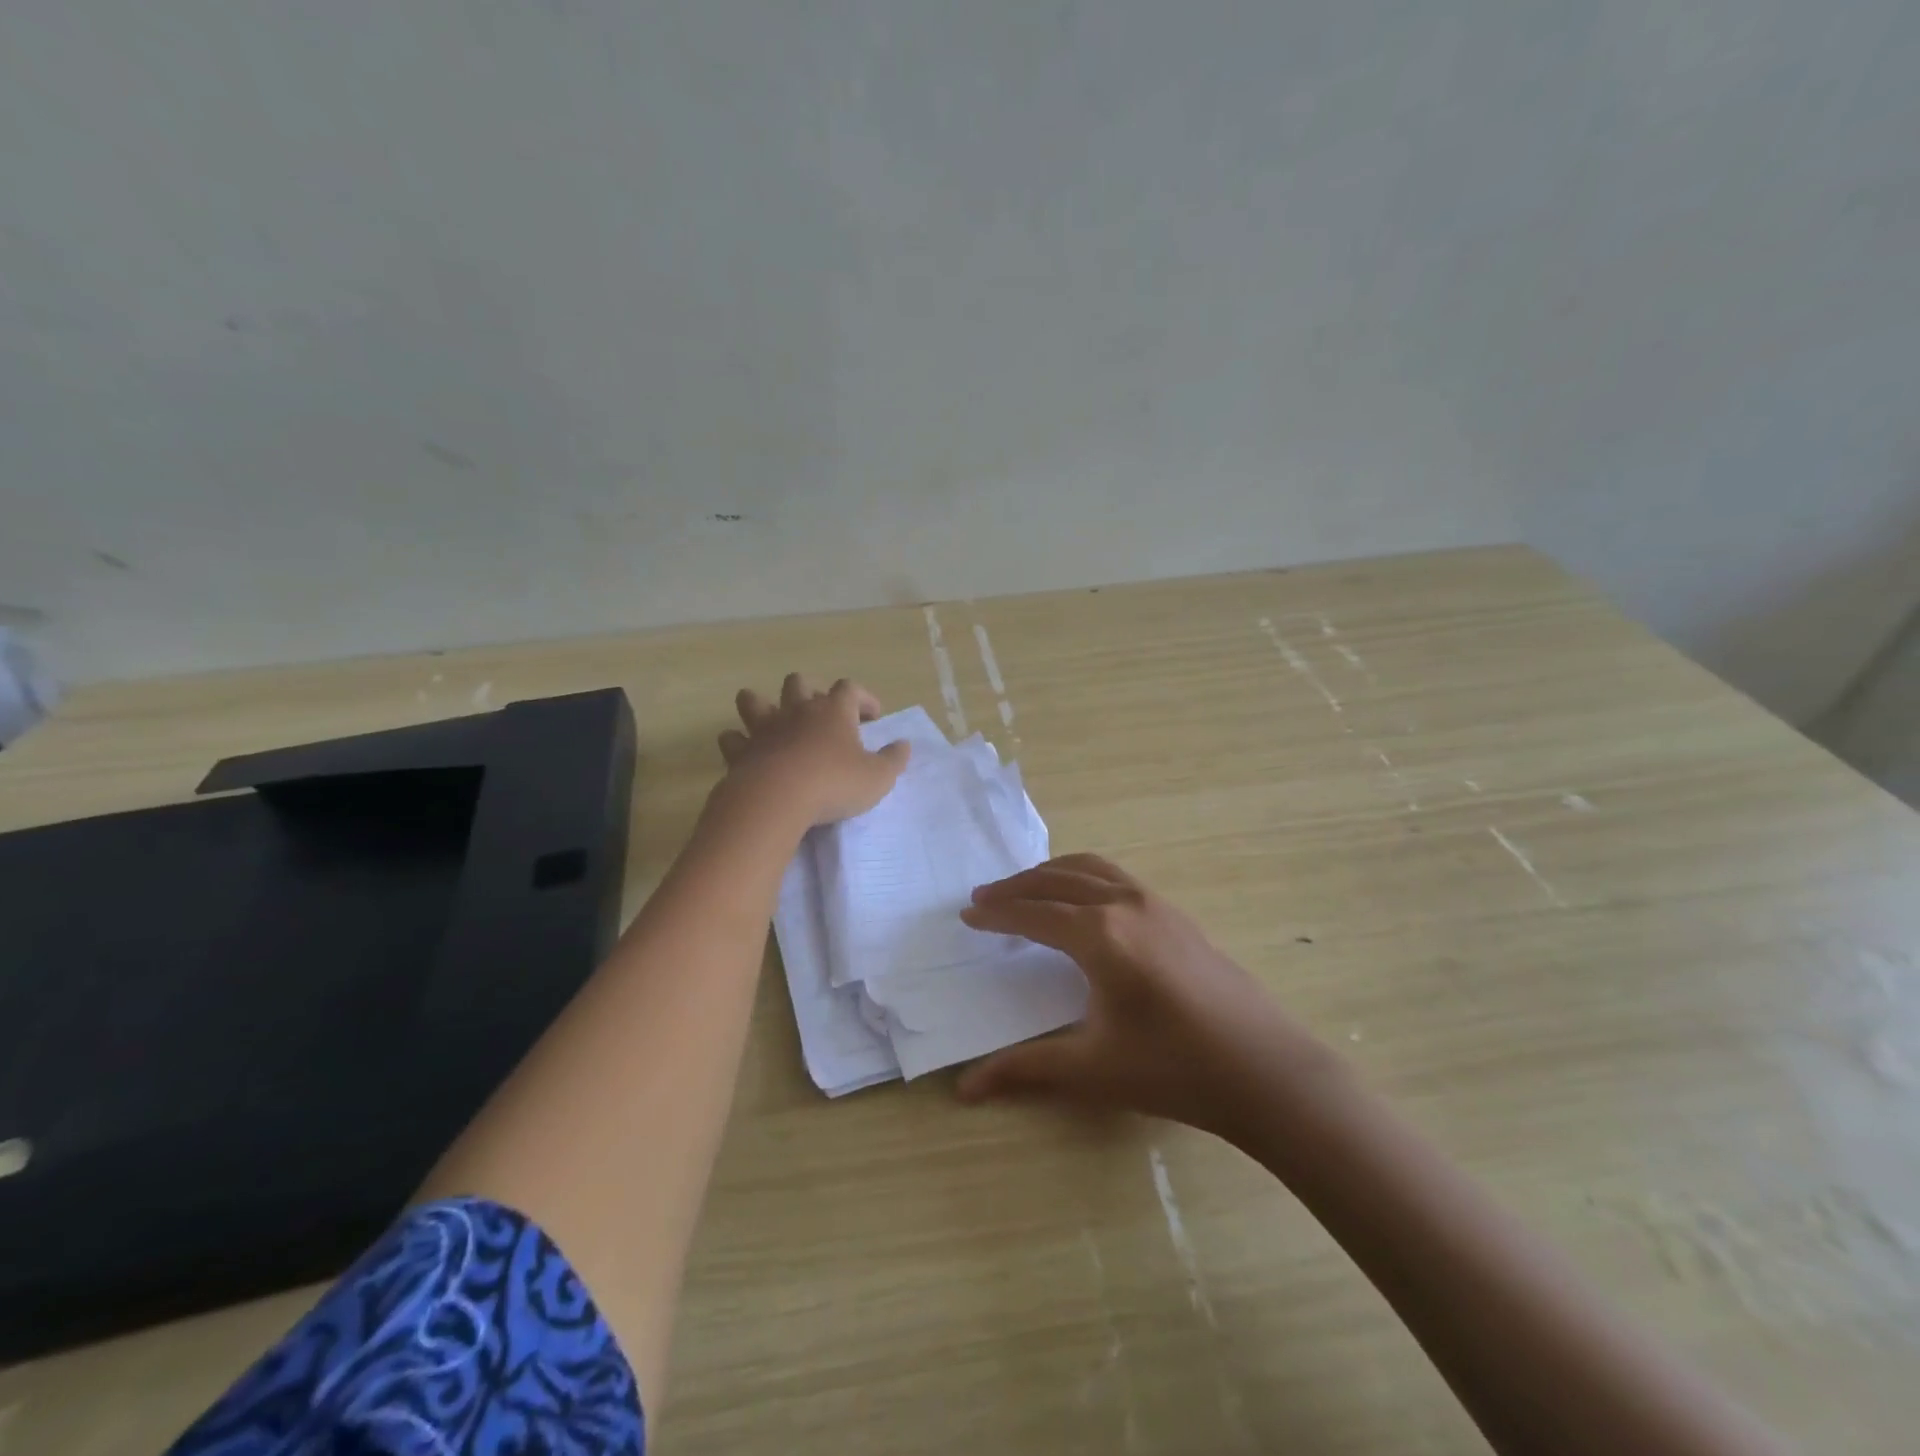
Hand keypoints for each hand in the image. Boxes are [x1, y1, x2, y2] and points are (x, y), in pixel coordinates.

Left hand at [717, 674, 909, 828]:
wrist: (776, 800)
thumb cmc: (833, 784)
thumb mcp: (878, 778)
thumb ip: (893, 760)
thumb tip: (904, 745)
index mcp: (833, 711)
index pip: (850, 688)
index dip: (863, 698)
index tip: (873, 717)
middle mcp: (796, 711)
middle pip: (798, 682)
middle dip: (809, 691)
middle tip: (821, 714)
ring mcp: (764, 729)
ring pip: (754, 700)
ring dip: (761, 705)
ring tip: (772, 719)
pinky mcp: (740, 752)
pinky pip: (732, 738)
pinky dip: (737, 741)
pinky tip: (745, 750)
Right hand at [956, 854, 1335, 1139]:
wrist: (1266, 1071)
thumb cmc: (1174, 1070)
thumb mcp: (1092, 1070)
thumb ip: (1025, 1069)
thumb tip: (964, 1088)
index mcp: (1099, 934)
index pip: (1033, 913)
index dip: (997, 914)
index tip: (967, 915)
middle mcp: (1124, 904)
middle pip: (1057, 880)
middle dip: (1016, 887)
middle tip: (985, 898)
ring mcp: (1156, 903)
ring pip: (1090, 868)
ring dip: (1051, 874)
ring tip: (1025, 890)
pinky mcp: (1178, 914)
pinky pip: (1117, 877)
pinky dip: (1084, 876)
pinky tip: (1084, 902)